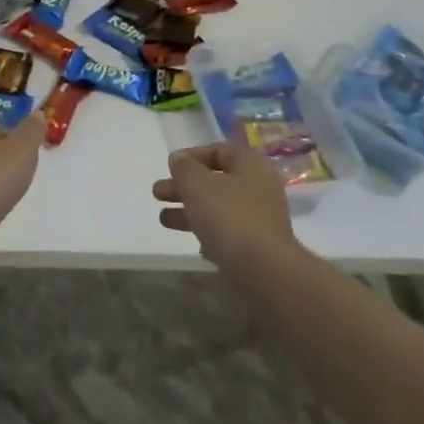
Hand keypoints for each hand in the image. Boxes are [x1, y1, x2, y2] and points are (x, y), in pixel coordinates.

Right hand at [153, 141, 298, 277]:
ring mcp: (261, 219)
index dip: (191, 156)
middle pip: (216, 180)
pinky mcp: (259, 247)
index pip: (219, 151)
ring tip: (163, 219)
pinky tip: (195, 245)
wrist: (265, 272)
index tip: (169, 167)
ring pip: (219, 208)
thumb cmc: (230, 217)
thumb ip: (184, 168)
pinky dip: (209, 234)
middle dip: (184, 186)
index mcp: (250, 164)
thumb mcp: (197, 184)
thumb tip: (178, 159)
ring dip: (190, 210)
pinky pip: (229, 233)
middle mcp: (259, 187)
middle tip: (157, 193)